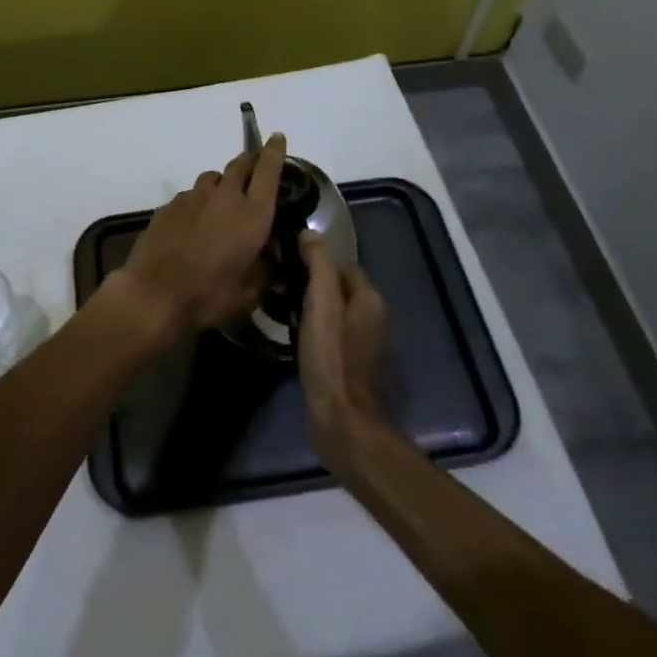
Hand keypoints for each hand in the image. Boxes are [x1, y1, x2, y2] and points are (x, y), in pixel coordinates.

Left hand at [114, 135, 287, 338]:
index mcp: (252, 214)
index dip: (274, 152)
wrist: (155, 293)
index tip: (277, 138)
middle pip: (240, 164)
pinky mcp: (170, 205)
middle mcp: (224, 197)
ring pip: (213, 178)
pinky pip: (191, 195)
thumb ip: (264, 273)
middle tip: (255, 165)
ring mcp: (193, 197)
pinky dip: (199, 202)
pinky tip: (195, 222)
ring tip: (223, 200)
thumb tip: (272, 265)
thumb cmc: (209, 295)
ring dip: (222, 182)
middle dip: (250, 161)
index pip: (268, 171)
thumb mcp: (249, 294)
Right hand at [298, 234, 393, 477]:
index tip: (288, 264)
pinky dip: (317, 334)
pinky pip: (334, 337)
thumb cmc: (332, 356)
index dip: (316, 262)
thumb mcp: (320, 303)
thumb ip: (318, 264)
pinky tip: (296, 339)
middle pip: (340, 289)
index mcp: (370, 299)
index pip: (343, 265)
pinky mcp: (354, 369)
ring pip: (336, 314)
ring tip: (283, 310)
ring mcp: (367, 347)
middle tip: (281, 287)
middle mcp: (375, 319)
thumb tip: (310, 233)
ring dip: (314, 311)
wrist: (344, 423)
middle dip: (314, 286)